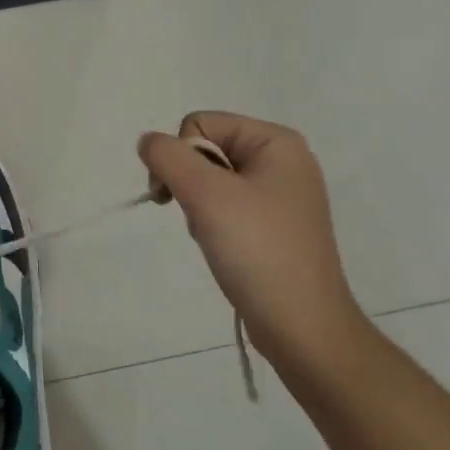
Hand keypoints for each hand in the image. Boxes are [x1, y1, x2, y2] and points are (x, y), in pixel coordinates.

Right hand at [139, 112, 369, 382]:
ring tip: (215, 237)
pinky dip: (211, 223)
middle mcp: (282, 160)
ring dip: (197, 206)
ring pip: (209, 180)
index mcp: (276, 142)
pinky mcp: (273, 224)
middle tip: (199, 218)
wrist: (301, 326)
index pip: (199, 124)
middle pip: (204, 149)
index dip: (178, 156)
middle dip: (189, 183)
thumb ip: (167, 157)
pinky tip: (222, 248)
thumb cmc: (257, 250)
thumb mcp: (206, 194)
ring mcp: (279, 194)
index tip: (175, 196)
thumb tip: (148, 142)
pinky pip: (225, 205)